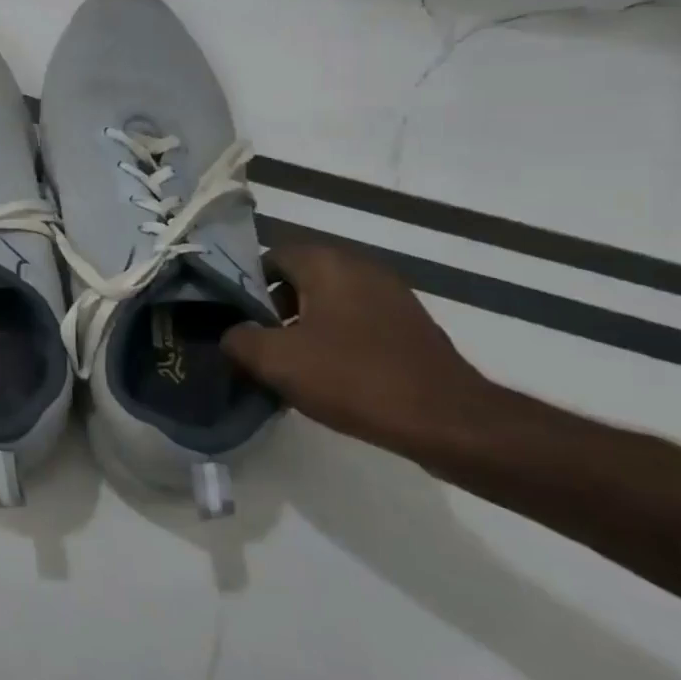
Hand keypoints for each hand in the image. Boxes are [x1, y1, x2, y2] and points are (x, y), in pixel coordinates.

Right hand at [222, 242, 498, 453]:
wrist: (448, 421)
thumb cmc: (353, 377)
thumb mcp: (276, 360)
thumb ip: (238, 340)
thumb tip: (232, 335)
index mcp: (328, 263)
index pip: (270, 258)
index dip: (245, 287)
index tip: (235, 321)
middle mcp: (361, 268)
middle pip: (298, 280)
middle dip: (273, 310)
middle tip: (257, 346)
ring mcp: (391, 296)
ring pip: (327, 303)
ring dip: (303, 328)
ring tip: (289, 366)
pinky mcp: (409, 326)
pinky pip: (355, 322)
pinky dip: (335, 341)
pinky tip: (328, 376)